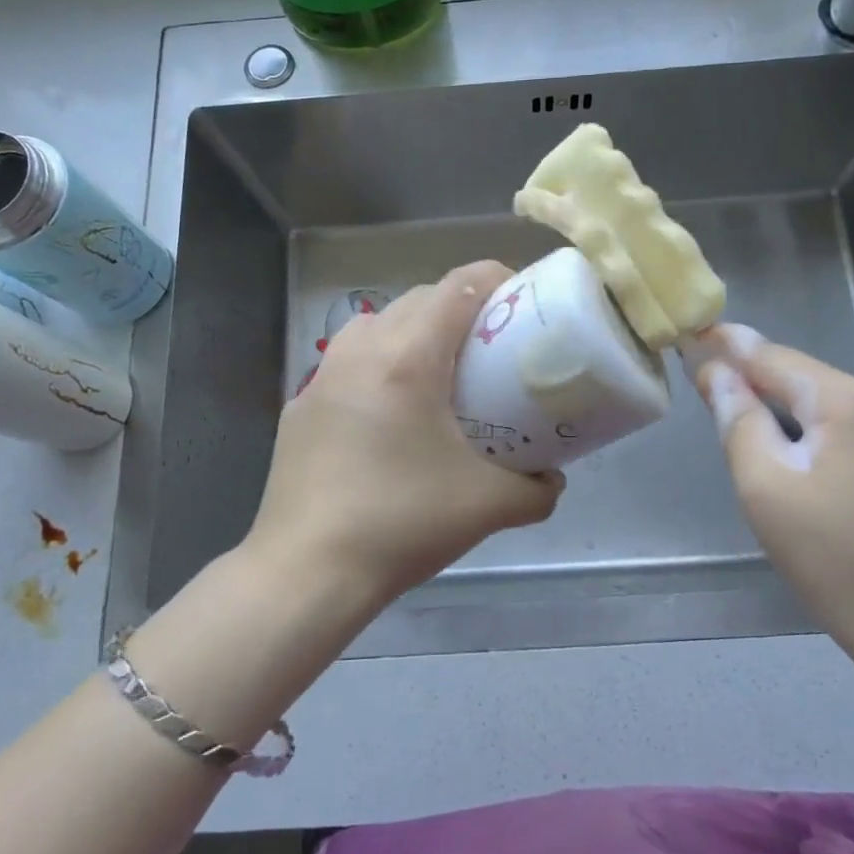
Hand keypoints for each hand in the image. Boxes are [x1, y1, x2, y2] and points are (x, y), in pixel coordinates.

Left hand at [246, 261, 565, 606]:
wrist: (306, 572)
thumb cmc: (400, 524)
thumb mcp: (488, 507)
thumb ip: (536, 488)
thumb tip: (552, 478)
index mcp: (408, 357)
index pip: (460, 285)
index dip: (498, 281)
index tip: (524, 304)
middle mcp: (361, 349)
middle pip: (421, 298)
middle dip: (462, 308)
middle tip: (492, 347)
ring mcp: (323, 374)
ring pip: (380, 323)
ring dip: (417, 331)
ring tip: (443, 375)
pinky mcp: (301, 404)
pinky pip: (351, 360)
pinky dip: (382, 364)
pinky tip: (393, 415)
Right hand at [683, 324, 853, 681]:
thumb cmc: (841, 563)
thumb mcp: (767, 488)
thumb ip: (738, 420)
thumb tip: (717, 373)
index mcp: (848, 400)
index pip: (771, 356)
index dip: (726, 347)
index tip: (687, 338)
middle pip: (800, 377)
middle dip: (752, 378)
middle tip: (703, 385)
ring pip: (823, 405)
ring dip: (779, 407)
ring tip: (737, 417)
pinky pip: (846, 430)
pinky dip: (809, 432)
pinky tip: (791, 455)